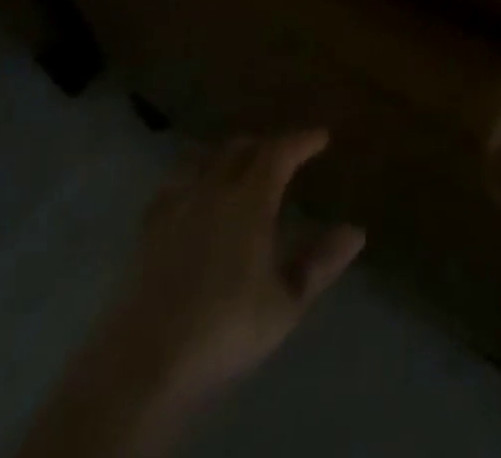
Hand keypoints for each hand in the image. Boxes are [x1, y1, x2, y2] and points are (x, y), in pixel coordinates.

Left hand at [19, 130, 363, 457]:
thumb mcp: (285, 303)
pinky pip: (173, 187)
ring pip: (205, 161)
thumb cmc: (225, 329)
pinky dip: (192, 179)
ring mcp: (176, 208)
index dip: (302, 140)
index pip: (280, 151)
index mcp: (251, 199)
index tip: (321, 136)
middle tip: (283, 152)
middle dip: (265, 144)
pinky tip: (191, 193)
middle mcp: (214, 190)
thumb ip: (320, 263)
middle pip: (240, 148)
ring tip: (240, 165)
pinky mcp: (147, 232)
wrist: (144, 365)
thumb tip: (357, 230)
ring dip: (228, 156)